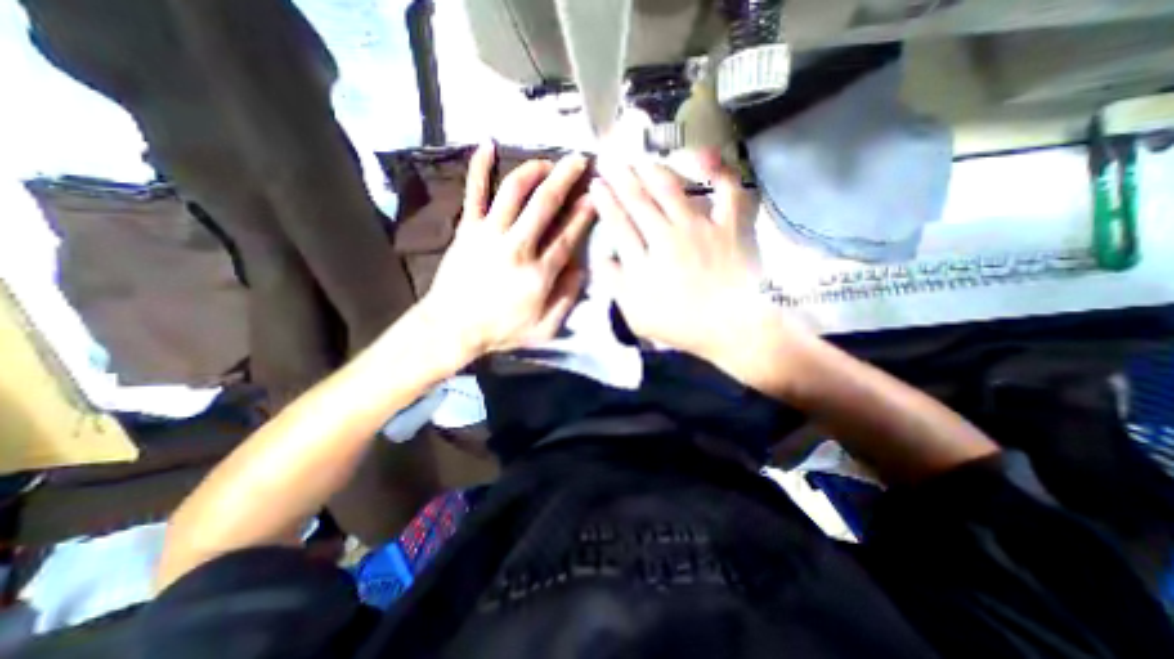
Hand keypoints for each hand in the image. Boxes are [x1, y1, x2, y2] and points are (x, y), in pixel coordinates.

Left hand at [416, 143, 597, 365]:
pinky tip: (487, 144)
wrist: (452, 328)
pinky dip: (480, 167)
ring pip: (514, 191)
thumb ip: (566, 299)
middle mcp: (517, 247)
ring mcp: (489, 234)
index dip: (584, 213)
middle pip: (545, 204)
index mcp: (538, 274)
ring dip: (534, 170)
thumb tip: (580, 269)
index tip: (595, 195)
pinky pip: (474, 192)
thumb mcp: (543, 329)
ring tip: (547, 161)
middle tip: (579, 160)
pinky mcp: (467, 229)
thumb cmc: (500, 330)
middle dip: (566, 178)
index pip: (568, 235)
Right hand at [598, 155, 776, 364]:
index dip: (605, 202)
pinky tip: (705, 157)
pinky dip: (718, 171)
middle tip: (608, 159)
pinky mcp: (728, 225)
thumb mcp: (636, 316)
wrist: (733, 327)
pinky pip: (726, 190)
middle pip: (638, 201)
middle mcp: (667, 236)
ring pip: (671, 190)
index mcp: (644, 261)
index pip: (618, 224)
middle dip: (620, 178)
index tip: (596, 185)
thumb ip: (616, 286)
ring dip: (652, 171)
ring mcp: (699, 227)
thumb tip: (601, 258)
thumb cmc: (682, 325)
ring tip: (640, 159)